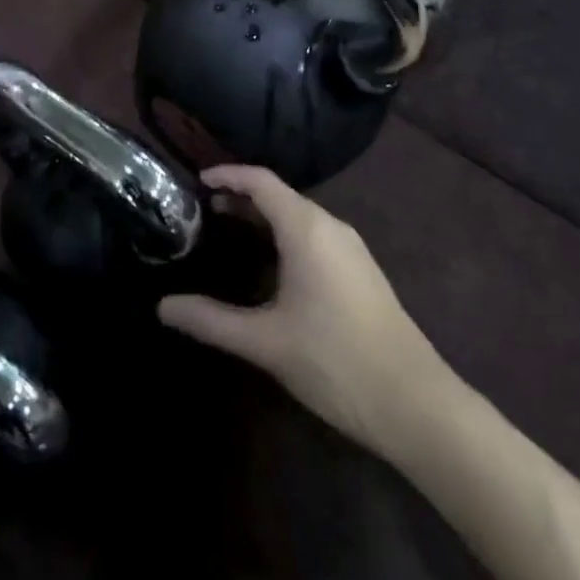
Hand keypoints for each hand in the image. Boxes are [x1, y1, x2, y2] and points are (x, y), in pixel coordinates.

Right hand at [158, 165, 449, 453]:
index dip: (227, 174)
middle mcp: (331, 227)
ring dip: (264, 217)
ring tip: (230, 232)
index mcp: (307, 228)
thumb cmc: (335, 361)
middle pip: (279, 195)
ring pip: (299, 216)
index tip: (196, 181)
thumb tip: (162, 308)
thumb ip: (211, 320)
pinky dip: (284, 234)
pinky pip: (315, 235)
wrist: (417, 404)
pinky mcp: (361, 271)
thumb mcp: (265, 341)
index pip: (260, 181)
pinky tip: (270, 265)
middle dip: (241, 197)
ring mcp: (351, 249)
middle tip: (204, 210)